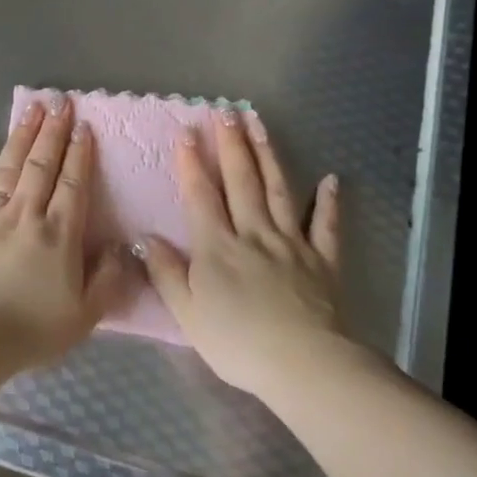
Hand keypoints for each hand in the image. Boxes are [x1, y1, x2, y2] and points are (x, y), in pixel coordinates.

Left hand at [0, 96, 129, 368]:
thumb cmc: (28, 330)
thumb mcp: (84, 316)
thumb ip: (107, 280)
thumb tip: (119, 248)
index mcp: (59, 234)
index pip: (74, 184)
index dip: (80, 153)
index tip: (83, 126)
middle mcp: (26, 214)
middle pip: (42, 165)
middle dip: (53, 132)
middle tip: (59, 102)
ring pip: (9, 166)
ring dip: (21, 136)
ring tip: (31, 110)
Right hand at [141, 109, 349, 396]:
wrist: (302, 364)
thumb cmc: (237, 343)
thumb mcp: (187, 314)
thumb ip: (166, 273)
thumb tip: (145, 238)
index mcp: (217, 247)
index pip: (201, 195)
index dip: (191, 163)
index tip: (186, 132)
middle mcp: (253, 233)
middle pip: (241, 181)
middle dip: (231, 145)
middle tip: (226, 112)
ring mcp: (291, 243)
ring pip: (278, 190)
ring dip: (268, 155)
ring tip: (260, 124)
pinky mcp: (322, 259)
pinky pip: (325, 225)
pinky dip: (328, 202)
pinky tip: (330, 179)